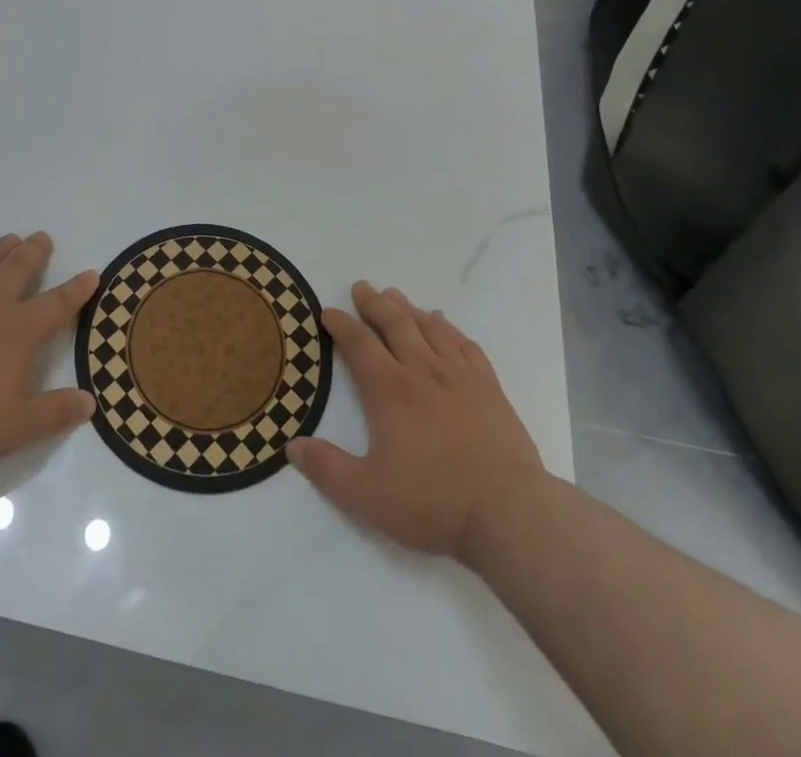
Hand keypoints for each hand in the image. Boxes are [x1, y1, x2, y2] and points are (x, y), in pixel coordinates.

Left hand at [0, 233, 99, 481]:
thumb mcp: (19, 428)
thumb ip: (57, 412)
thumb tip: (89, 402)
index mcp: (19, 331)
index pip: (58, 304)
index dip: (77, 289)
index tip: (91, 274)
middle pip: (18, 268)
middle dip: (34, 252)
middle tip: (42, 238)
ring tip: (10, 240)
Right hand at [288, 281, 548, 564]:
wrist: (508, 512)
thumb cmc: (433, 502)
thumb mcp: (367, 495)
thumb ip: (327, 468)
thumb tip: (292, 446)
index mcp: (389, 390)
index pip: (358, 343)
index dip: (341, 324)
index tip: (328, 312)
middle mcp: (422, 370)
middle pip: (394, 323)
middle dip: (374, 303)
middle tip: (361, 288)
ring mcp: (459, 376)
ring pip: (429, 327)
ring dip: (408, 308)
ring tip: (394, 295)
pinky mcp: (489, 387)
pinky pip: (465, 344)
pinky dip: (449, 328)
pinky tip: (443, 323)